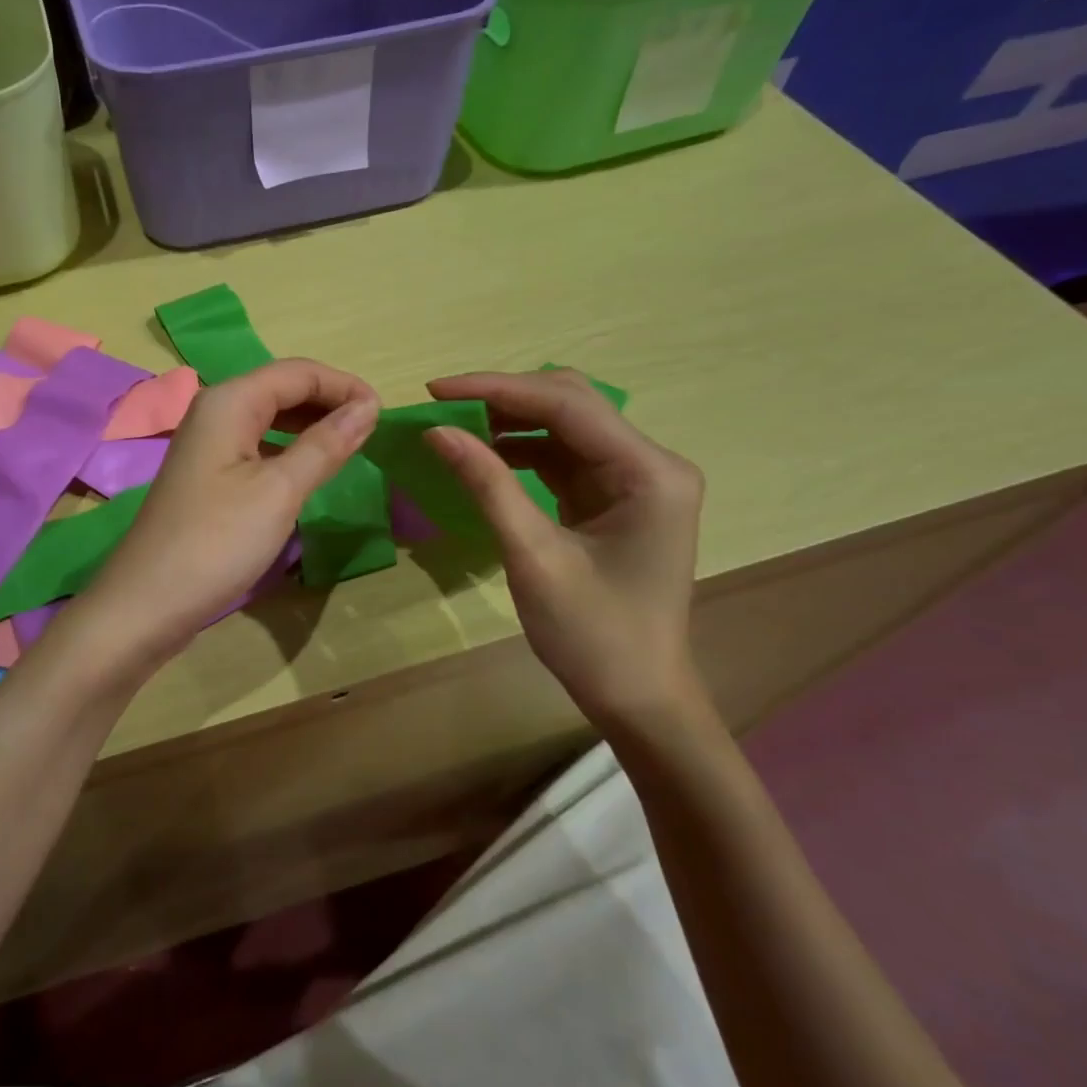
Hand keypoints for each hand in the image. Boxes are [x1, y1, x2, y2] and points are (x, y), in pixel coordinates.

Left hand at [81, 358, 379, 663]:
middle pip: (281, 388)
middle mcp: (214, 411)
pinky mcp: (206, 474)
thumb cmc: (217, 542)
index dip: (344, 385)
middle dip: (328, 401)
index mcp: (229, 401)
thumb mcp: (280, 491)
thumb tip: (368, 406)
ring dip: (310, 425)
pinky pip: (256, 444)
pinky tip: (307, 470)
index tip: (384, 413)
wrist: (147, 602)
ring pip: (268, 417)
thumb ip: (325, 444)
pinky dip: (288, 449)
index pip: (298, 372)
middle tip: (371, 431)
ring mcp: (207, 444)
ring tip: (348, 446)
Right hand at [423, 369, 710, 737]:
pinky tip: (484, 454)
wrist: (638, 696)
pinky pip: (563, 456)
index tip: (436, 389)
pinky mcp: (616, 495)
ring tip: (453, 426)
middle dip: (504, 398)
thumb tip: (436, 432)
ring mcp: (635, 478)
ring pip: (564, 426)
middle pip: (571, 403)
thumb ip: (487, 485)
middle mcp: (651, 462)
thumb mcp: (532, 557)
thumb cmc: (593, 635)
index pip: (567, 405)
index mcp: (648, 472)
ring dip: (510, 422)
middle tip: (442, 406)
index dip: (497, 389)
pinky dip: (521, 450)